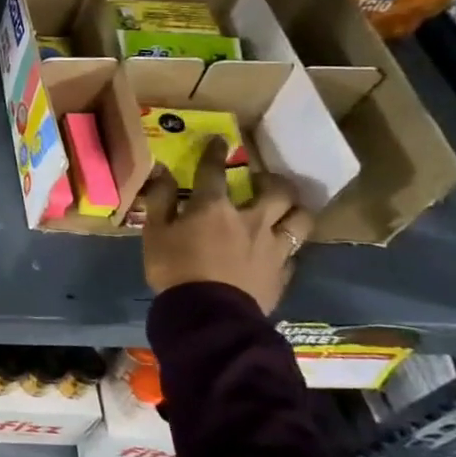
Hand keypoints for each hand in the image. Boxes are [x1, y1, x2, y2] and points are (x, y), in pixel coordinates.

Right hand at [140, 138, 312, 314]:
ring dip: (295, 210)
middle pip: (277, 191)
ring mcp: (273, 246)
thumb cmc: (174, 269)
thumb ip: (160, 200)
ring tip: (286, 211)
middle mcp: (252, 219)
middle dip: (273, 180)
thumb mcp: (155, 233)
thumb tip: (162, 171)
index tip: (219, 141)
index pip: (215, 170)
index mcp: (215, 207)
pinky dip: (288, 247)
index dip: (215, 153)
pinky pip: (294, 253)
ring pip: (301, 218)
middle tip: (263, 182)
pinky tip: (280, 250)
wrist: (207, 315)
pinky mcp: (283, 272)